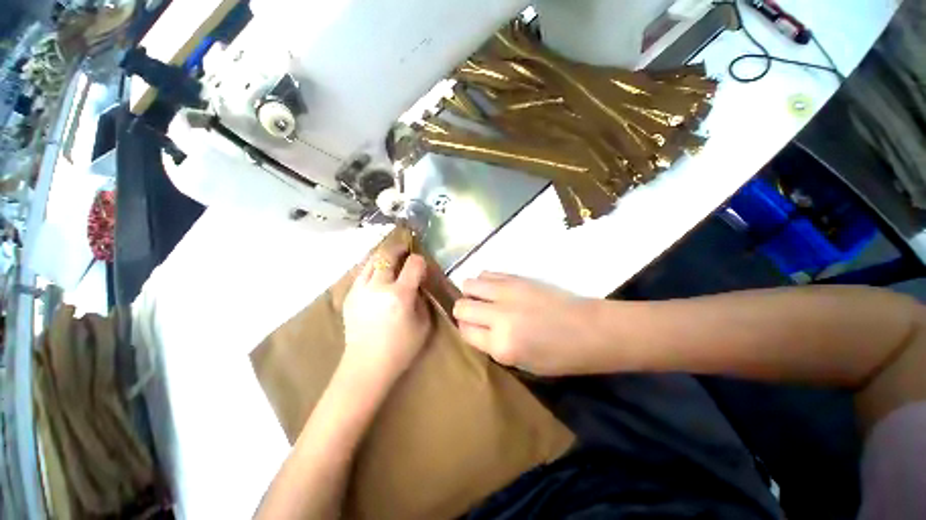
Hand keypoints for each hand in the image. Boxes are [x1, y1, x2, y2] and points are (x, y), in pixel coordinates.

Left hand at [340, 247, 431, 389]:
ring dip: (383, 255)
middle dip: (398, 248)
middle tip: (405, 248)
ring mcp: (360, 290)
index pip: (413, 264)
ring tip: (391, 258)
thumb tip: (417, 283)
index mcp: (399, 295)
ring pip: (371, 260)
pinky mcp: (349, 296)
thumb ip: (422, 298)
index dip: (420, 260)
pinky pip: (361, 272)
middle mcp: (378, 287)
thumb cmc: (401, 348)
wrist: (366, 366)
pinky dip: (372, 267)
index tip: (421, 264)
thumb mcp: (424, 323)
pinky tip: (378, 274)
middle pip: (387, 255)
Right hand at [453, 272, 602, 375]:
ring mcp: (507, 293)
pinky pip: (487, 273)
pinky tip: (496, 290)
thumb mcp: (522, 364)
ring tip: (484, 299)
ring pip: (470, 284)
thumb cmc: (561, 356)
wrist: (590, 329)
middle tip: (477, 315)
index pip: (465, 331)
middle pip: (462, 307)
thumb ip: (493, 346)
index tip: (475, 330)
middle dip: (464, 312)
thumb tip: (476, 327)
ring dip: (472, 293)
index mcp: (502, 346)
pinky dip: (485, 282)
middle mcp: (499, 317)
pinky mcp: (517, 278)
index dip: (467, 331)